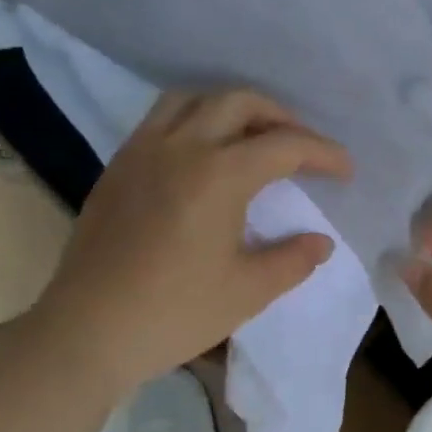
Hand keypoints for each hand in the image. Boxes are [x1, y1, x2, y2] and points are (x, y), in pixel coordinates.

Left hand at [33, 89, 351, 390]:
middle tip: (301, 147)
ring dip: (233, 108)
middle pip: (239, 102)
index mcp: (219, 174)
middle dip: (281, 116)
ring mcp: (142, 152)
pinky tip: (204, 157)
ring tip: (252, 138)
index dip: (323, 153)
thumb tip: (321, 241)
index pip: (284, 145)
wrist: (86, 332)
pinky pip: (162, 119)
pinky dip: (196, 120)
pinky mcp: (118, 167)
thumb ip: (293, 259)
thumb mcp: (249, 291)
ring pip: (194, 99)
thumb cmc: (175, 312)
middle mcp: (181, 147)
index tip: (346, 171)